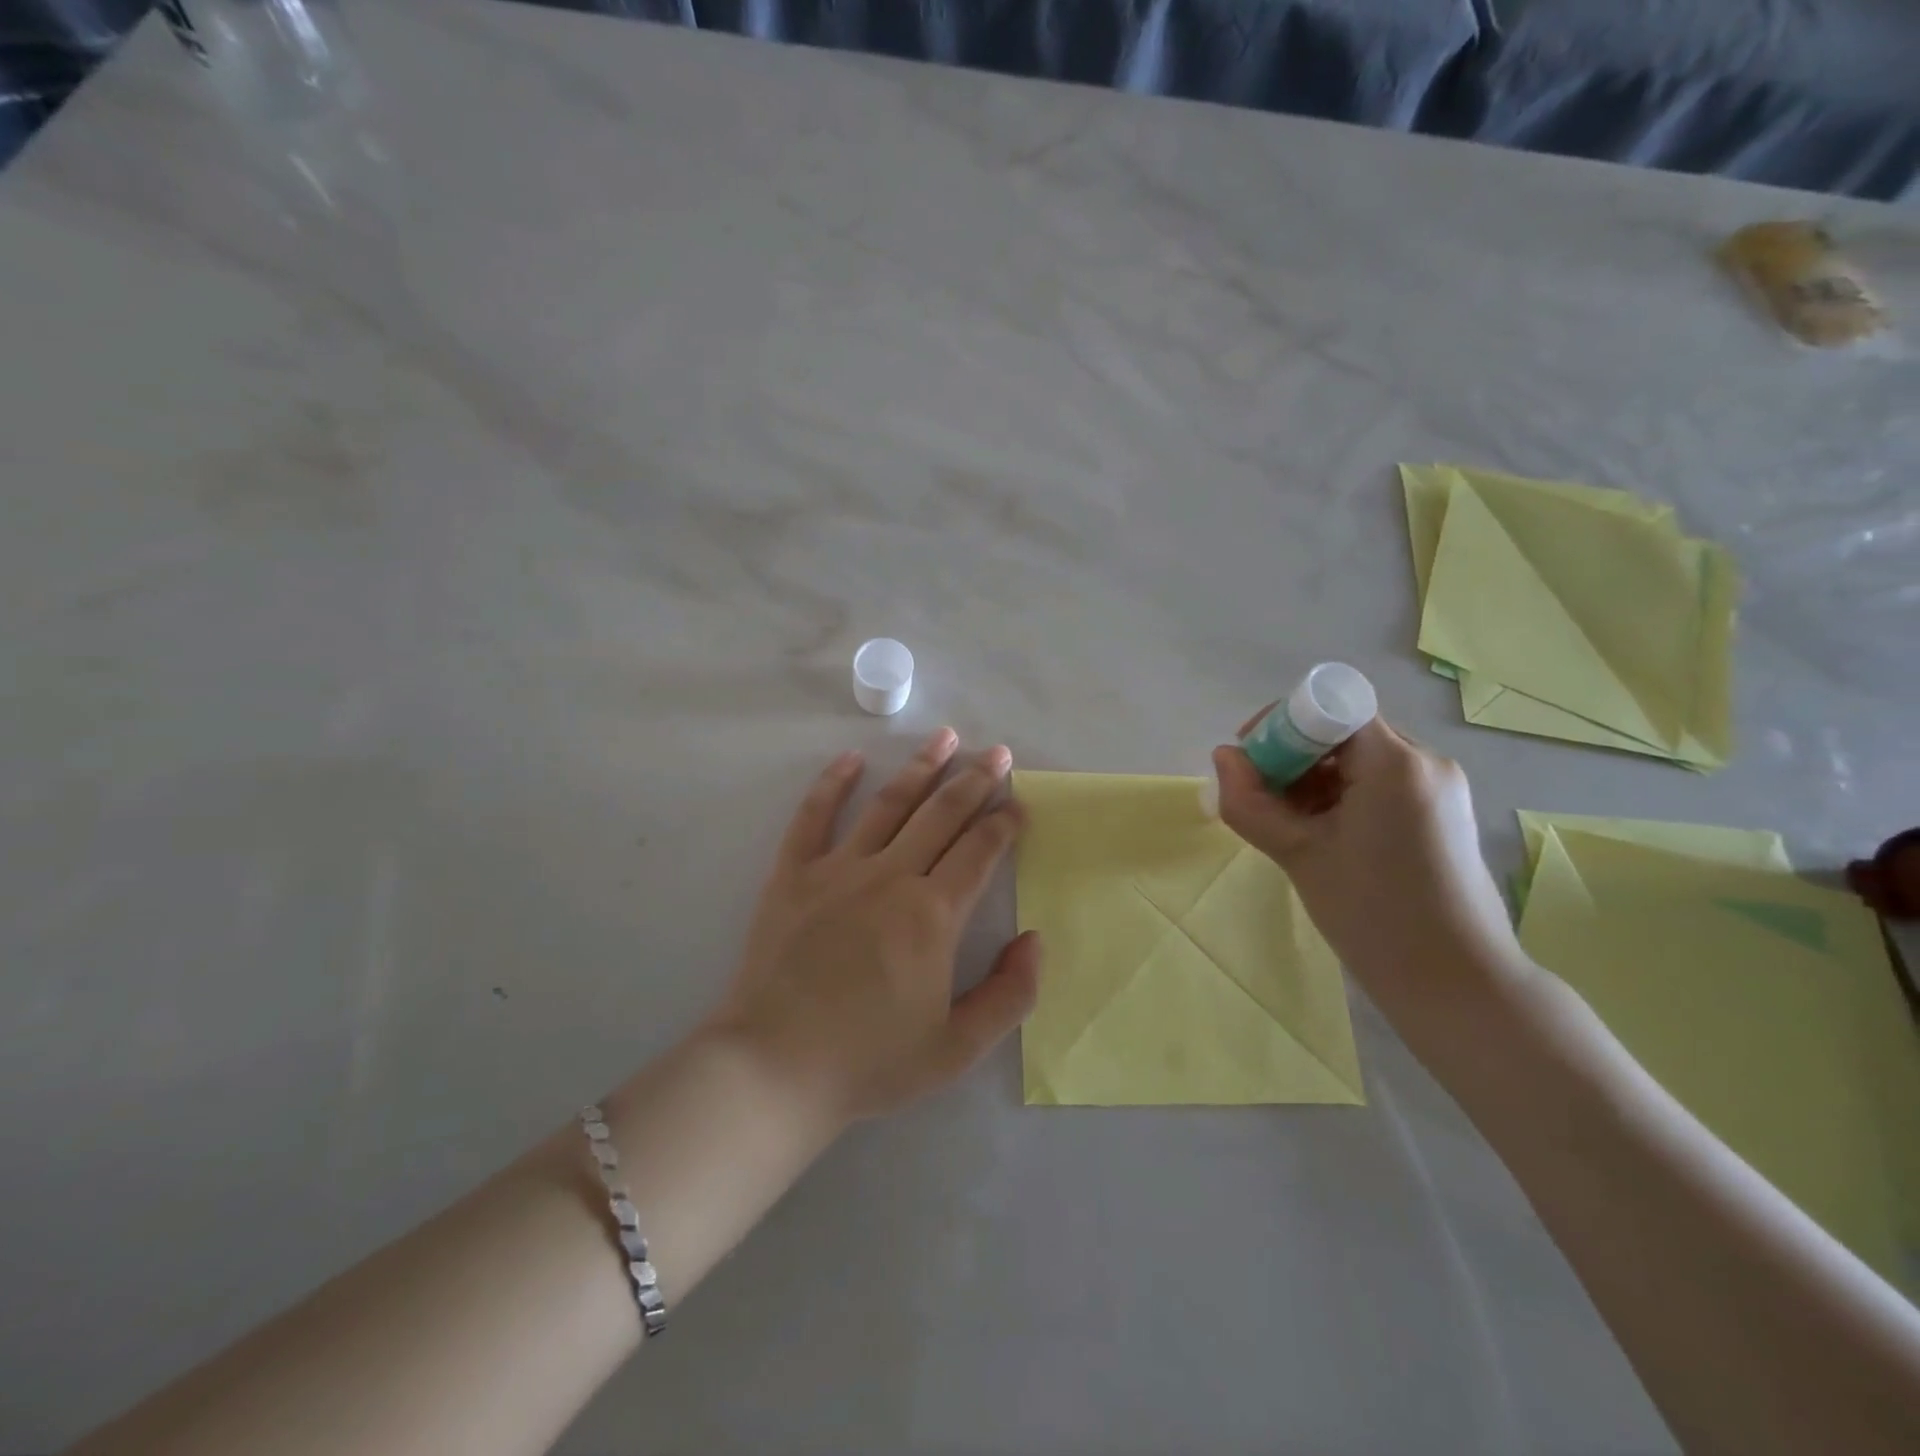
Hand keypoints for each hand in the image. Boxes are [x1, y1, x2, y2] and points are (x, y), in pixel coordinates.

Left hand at [710, 729, 1042, 1127]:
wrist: (774, 1068)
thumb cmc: (869, 1061)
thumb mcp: (957, 1048)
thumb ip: (1009, 994)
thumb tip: (1034, 940)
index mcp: (933, 915)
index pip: (979, 852)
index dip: (1004, 824)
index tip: (1018, 805)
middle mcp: (890, 877)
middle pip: (941, 814)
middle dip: (974, 780)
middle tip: (996, 753)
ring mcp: (838, 870)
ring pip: (888, 803)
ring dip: (920, 767)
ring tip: (944, 737)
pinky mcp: (793, 874)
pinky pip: (814, 816)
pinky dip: (832, 784)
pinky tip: (851, 759)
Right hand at [1211, 716, 1520, 1006]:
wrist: (1455, 982)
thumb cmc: (1372, 913)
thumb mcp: (1298, 854)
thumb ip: (1250, 801)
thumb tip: (1223, 758)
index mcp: (1395, 763)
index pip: (1330, 708)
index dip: (1283, 724)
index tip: (1252, 760)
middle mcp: (1425, 762)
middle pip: (1343, 732)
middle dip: (1293, 757)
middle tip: (1261, 799)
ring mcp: (1439, 788)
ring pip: (1359, 759)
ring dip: (1314, 780)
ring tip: (1288, 825)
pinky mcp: (1441, 813)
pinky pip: (1379, 784)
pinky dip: (1341, 797)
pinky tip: (1321, 836)